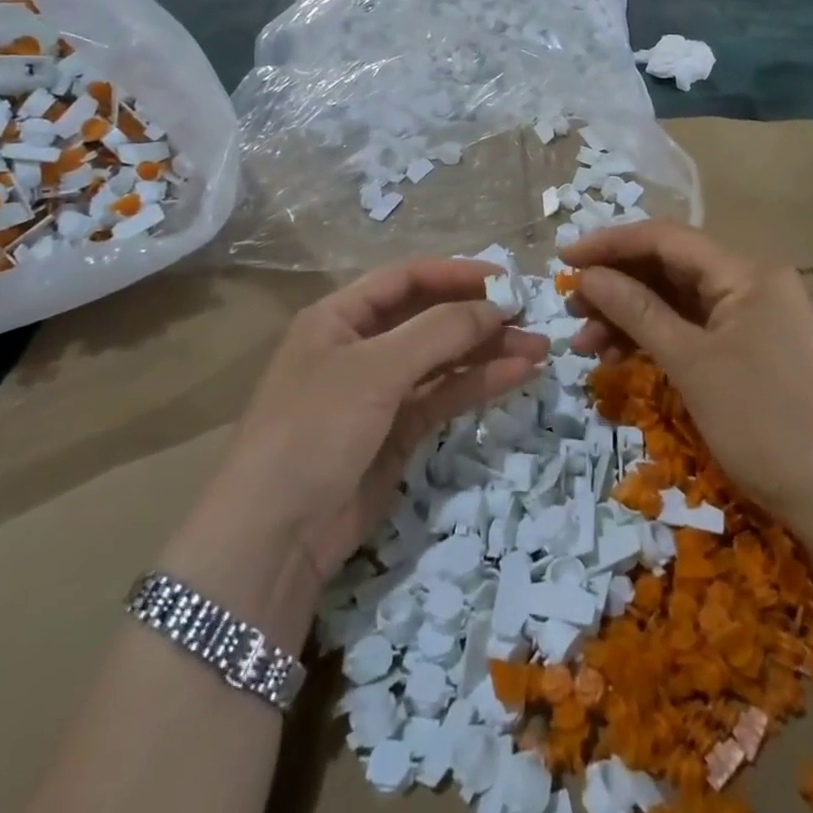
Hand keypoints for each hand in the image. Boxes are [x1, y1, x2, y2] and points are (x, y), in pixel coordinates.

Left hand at [211, 259, 547, 587]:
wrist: (273, 537)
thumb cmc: (315, 428)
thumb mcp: (375, 370)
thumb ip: (440, 331)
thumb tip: (497, 305)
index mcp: (339, 317)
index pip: (405, 278)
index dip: (455, 275)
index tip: (505, 279)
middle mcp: (360, 347)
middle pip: (428, 317)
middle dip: (478, 315)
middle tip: (531, 317)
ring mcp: (380, 392)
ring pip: (442, 359)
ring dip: (488, 351)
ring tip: (539, 348)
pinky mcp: (396, 433)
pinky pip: (443, 397)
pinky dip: (478, 384)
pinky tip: (518, 374)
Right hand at [564, 221, 812, 527]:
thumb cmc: (766, 423)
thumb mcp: (691, 363)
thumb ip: (637, 311)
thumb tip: (588, 276)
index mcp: (745, 271)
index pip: (665, 238)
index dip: (610, 244)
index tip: (563, 260)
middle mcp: (751, 282)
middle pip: (670, 267)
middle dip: (617, 285)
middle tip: (571, 311)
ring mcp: (754, 317)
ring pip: (678, 300)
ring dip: (631, 317)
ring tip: (587, 345)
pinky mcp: (752, 349)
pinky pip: (694, 329)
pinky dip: (657, 339)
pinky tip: (622, 359)